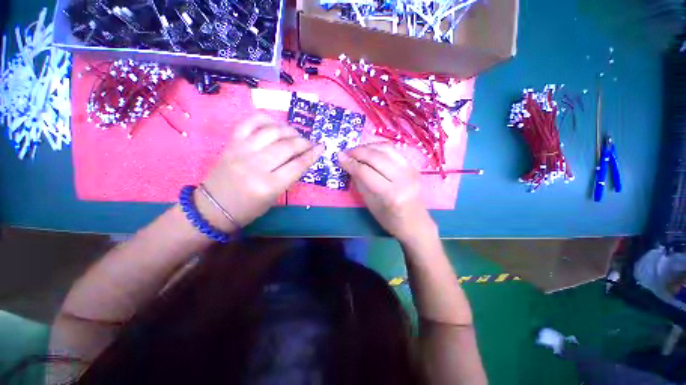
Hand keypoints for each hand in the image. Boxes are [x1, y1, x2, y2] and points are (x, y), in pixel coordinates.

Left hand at [197, 114, 323, 231]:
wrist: (213, 207)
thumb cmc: (248, 208)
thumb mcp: (274, 197)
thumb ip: (289, 177)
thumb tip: (302, 159)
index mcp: (269, 185)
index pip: (297, 165)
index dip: (312, 155)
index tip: (321, 148)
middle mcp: (256, 165)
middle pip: (287, 146)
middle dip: (304, 142)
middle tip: (310, 143)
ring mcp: (242, 151)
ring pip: (272, 132)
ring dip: (289, 130)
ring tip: (295, 134)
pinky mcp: (232, 143)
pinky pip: (249, 122)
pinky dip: (265, 119)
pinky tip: (275, 123)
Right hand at [339, 143, 436, 243]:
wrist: (415, 223)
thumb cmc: (390, 219)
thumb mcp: (370, 204)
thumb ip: (360, 182)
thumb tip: (348, 163)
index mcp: (391, 194)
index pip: (366, 172)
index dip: (350, 163)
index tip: (339, 157)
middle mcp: (403, 179)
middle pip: (376, 157)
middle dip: (358, 151)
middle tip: (346, 152)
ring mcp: (411, 170)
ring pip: (386, 149)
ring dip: (368, 146)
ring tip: (357, 151)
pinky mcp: (414, 166)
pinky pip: (393, 151)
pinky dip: (378, 148)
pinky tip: (370, 151)